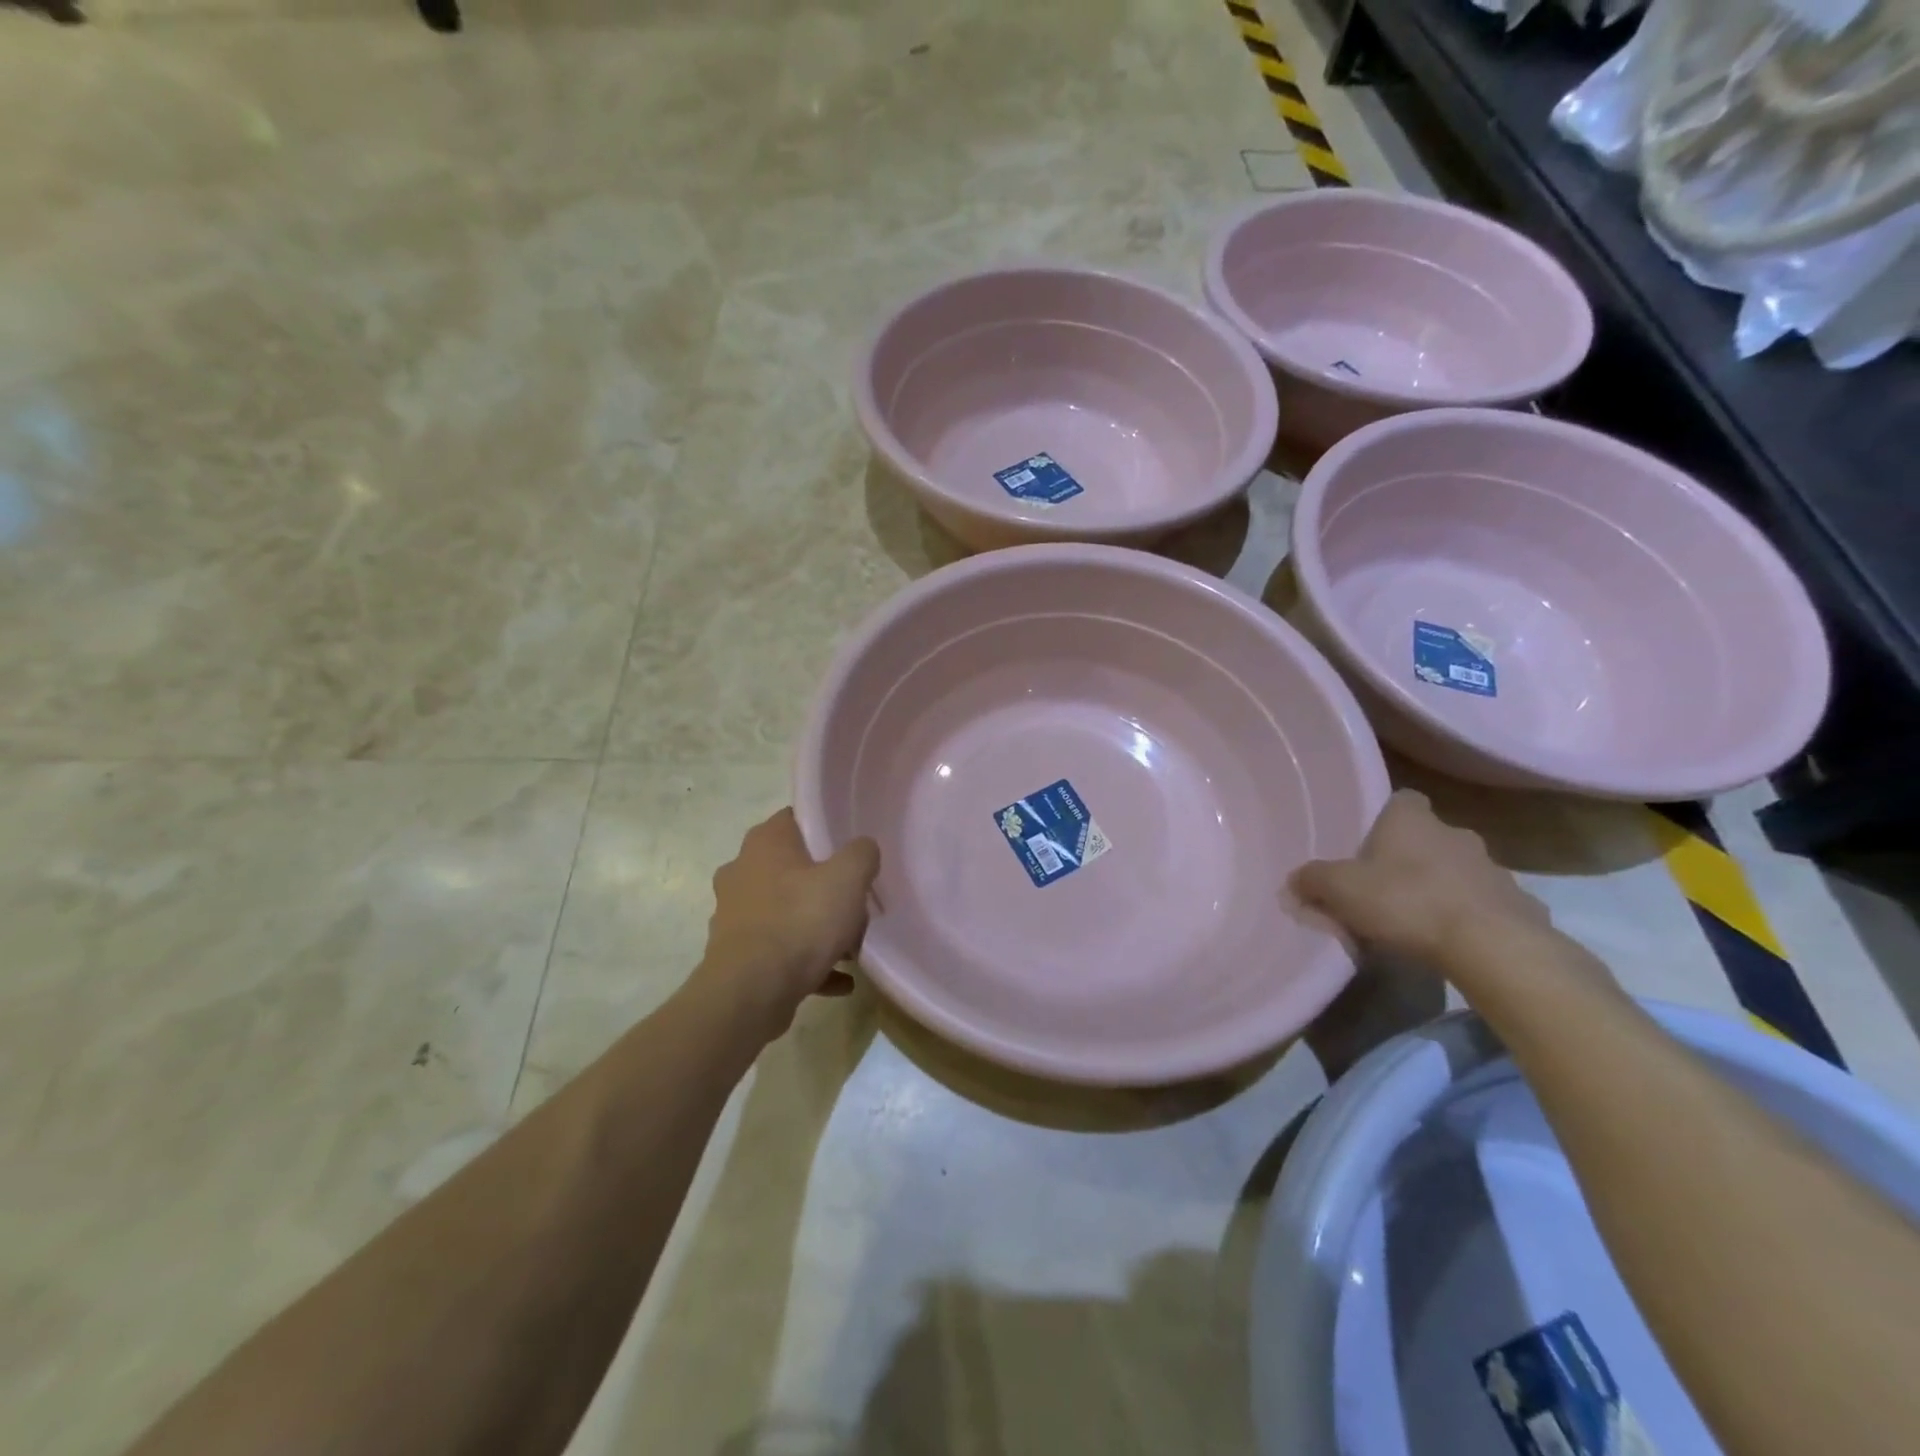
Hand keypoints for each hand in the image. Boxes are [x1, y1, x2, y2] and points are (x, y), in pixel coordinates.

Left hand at [698, 808, 879, 1036]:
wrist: (751, 993)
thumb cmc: (800, 921)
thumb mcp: (848, 878)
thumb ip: (862, 853)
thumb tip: (863, 848)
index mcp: (764, 842)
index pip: (796, 818)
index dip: (825, 828)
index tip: (852, 847)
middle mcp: (742, 871)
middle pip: (793, 868)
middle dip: (824, 884)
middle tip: (855, 900)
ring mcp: (735, 914)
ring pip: (786, 911)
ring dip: (817, 927)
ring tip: (851, 947)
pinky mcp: (737, 953)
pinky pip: (781, 951)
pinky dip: (808, 962)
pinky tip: (840, 980)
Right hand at [1291, 790, 1549, 967]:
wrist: (1491, 946)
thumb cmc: (1406, 901)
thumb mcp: (1340, 890)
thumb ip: (1312, 881)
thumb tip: (1293, 880)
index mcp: (1412, 819)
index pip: (1401, 799)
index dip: (1385, 816)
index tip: (1370, 841)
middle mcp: (1455, 833)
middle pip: (1428, 836)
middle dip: (1411, 856)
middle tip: (1385, 886)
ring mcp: (1493, 868)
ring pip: (1459, 870)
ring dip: (1442, 886)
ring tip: (1418, 919)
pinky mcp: (1519, 905)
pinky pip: (1485, 904)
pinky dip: (1471, 916)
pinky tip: (1454, 941)